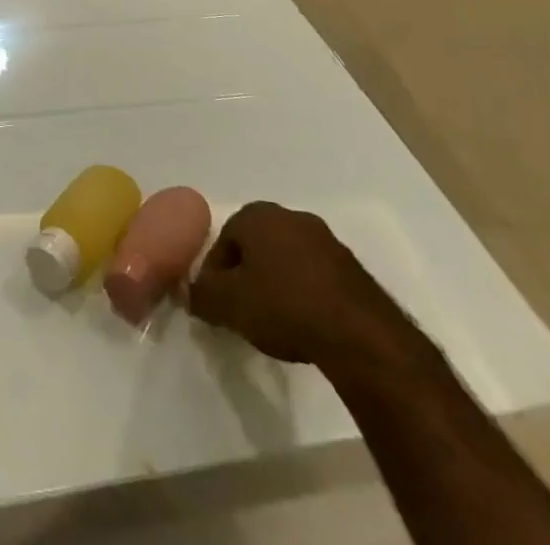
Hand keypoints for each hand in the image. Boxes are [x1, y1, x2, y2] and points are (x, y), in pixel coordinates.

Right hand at [188, 203, 403, 371]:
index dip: (214, 275)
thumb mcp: (228, 305)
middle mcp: (290, 216)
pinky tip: (305, 325)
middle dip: (246, 276)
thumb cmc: (283, 306)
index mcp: (257, 214)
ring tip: (275, 324)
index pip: (222, 241)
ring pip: (286, 260)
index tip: (216, 306)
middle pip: (255, 247)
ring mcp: (325, 239)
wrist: (360, 335)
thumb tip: (190, 293)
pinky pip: (314, 277)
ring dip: (276, 285)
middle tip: (243, 313)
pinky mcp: (352, 267)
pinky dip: (304, 295)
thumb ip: (202, 295)